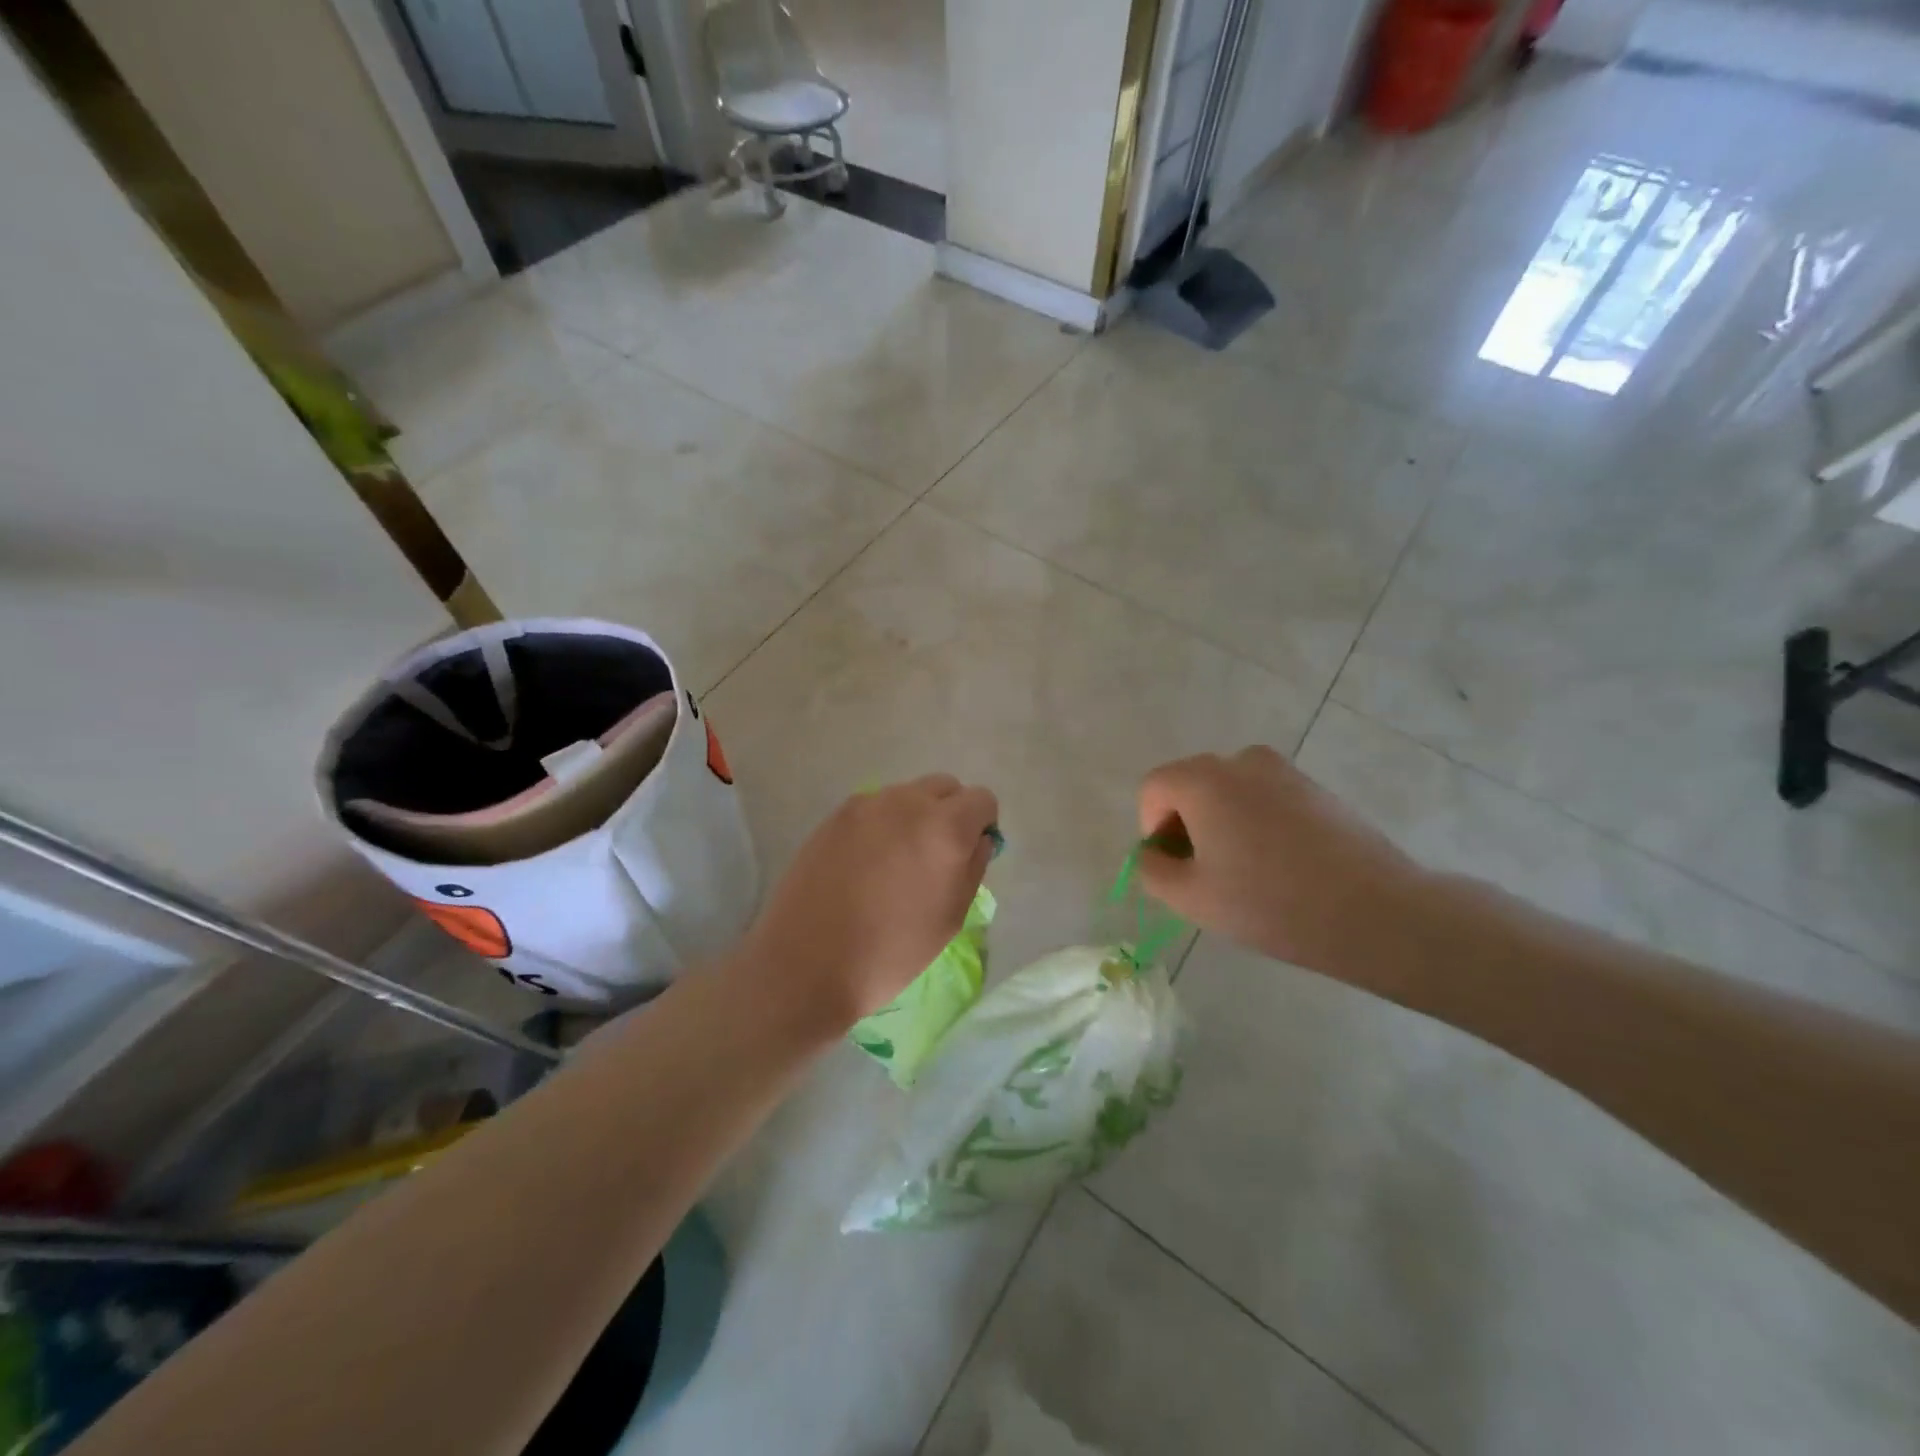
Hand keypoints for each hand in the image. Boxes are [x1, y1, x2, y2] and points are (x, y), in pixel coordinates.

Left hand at [738, 775, 998, 1034]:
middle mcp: (908, 803)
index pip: (981, 799)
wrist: (808, 963)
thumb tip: (978, 839)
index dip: (982, 824)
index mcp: (945, 828)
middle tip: (935, 856)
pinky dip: (880, 825)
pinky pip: (873, 808)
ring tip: (895, 862)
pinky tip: (864, 864)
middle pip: (944, 787)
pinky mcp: (835, 815)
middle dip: (950, 812)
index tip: (969, 853)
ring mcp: (867, 805)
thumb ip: (973, 866)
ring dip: (913, 816)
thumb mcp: (951, 917)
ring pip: (906, 795)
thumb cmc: (892, 951)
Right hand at [1136, 747, 1432, 991]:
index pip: (1153, 789)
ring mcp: (1284, 771)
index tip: (1177, 868)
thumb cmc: (1269, 903)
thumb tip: (1152, 852)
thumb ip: (1152, 869)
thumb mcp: (1191, 898)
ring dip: (1223, 825)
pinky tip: (1282, 867)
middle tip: (1207, 875)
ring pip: (1230, 793)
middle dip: (1186, 826)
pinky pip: (1266, 799)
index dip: (1153, 829)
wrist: (1374, 911)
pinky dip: (1258, 824)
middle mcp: (1240, 761)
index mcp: (1202, 780)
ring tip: (1247, 874)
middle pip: (1191, 786)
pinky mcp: (1316, 788)